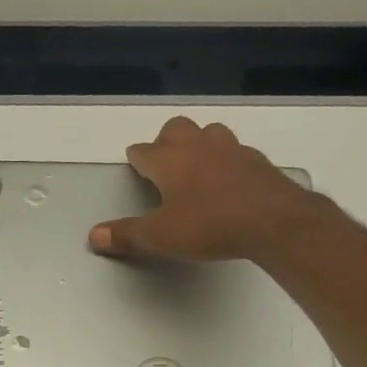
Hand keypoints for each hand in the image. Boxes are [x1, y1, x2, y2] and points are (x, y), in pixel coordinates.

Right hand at [88, 116, 311, 263]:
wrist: (273, 221)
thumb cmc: (209, 225)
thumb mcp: (160, 237)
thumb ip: (126, 235)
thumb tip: (93, 235)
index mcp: (170, 161)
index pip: (144, 151)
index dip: (136, 158)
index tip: (134, 163)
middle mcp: (198, 146)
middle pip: (176, 129)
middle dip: (166, 140)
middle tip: (163, 161)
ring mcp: (231, 149)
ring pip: (208, 133)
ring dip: (198, 143)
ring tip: (195, 165)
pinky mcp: (256, 161)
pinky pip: (234, 151)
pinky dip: (225, 160)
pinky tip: (227, 179)